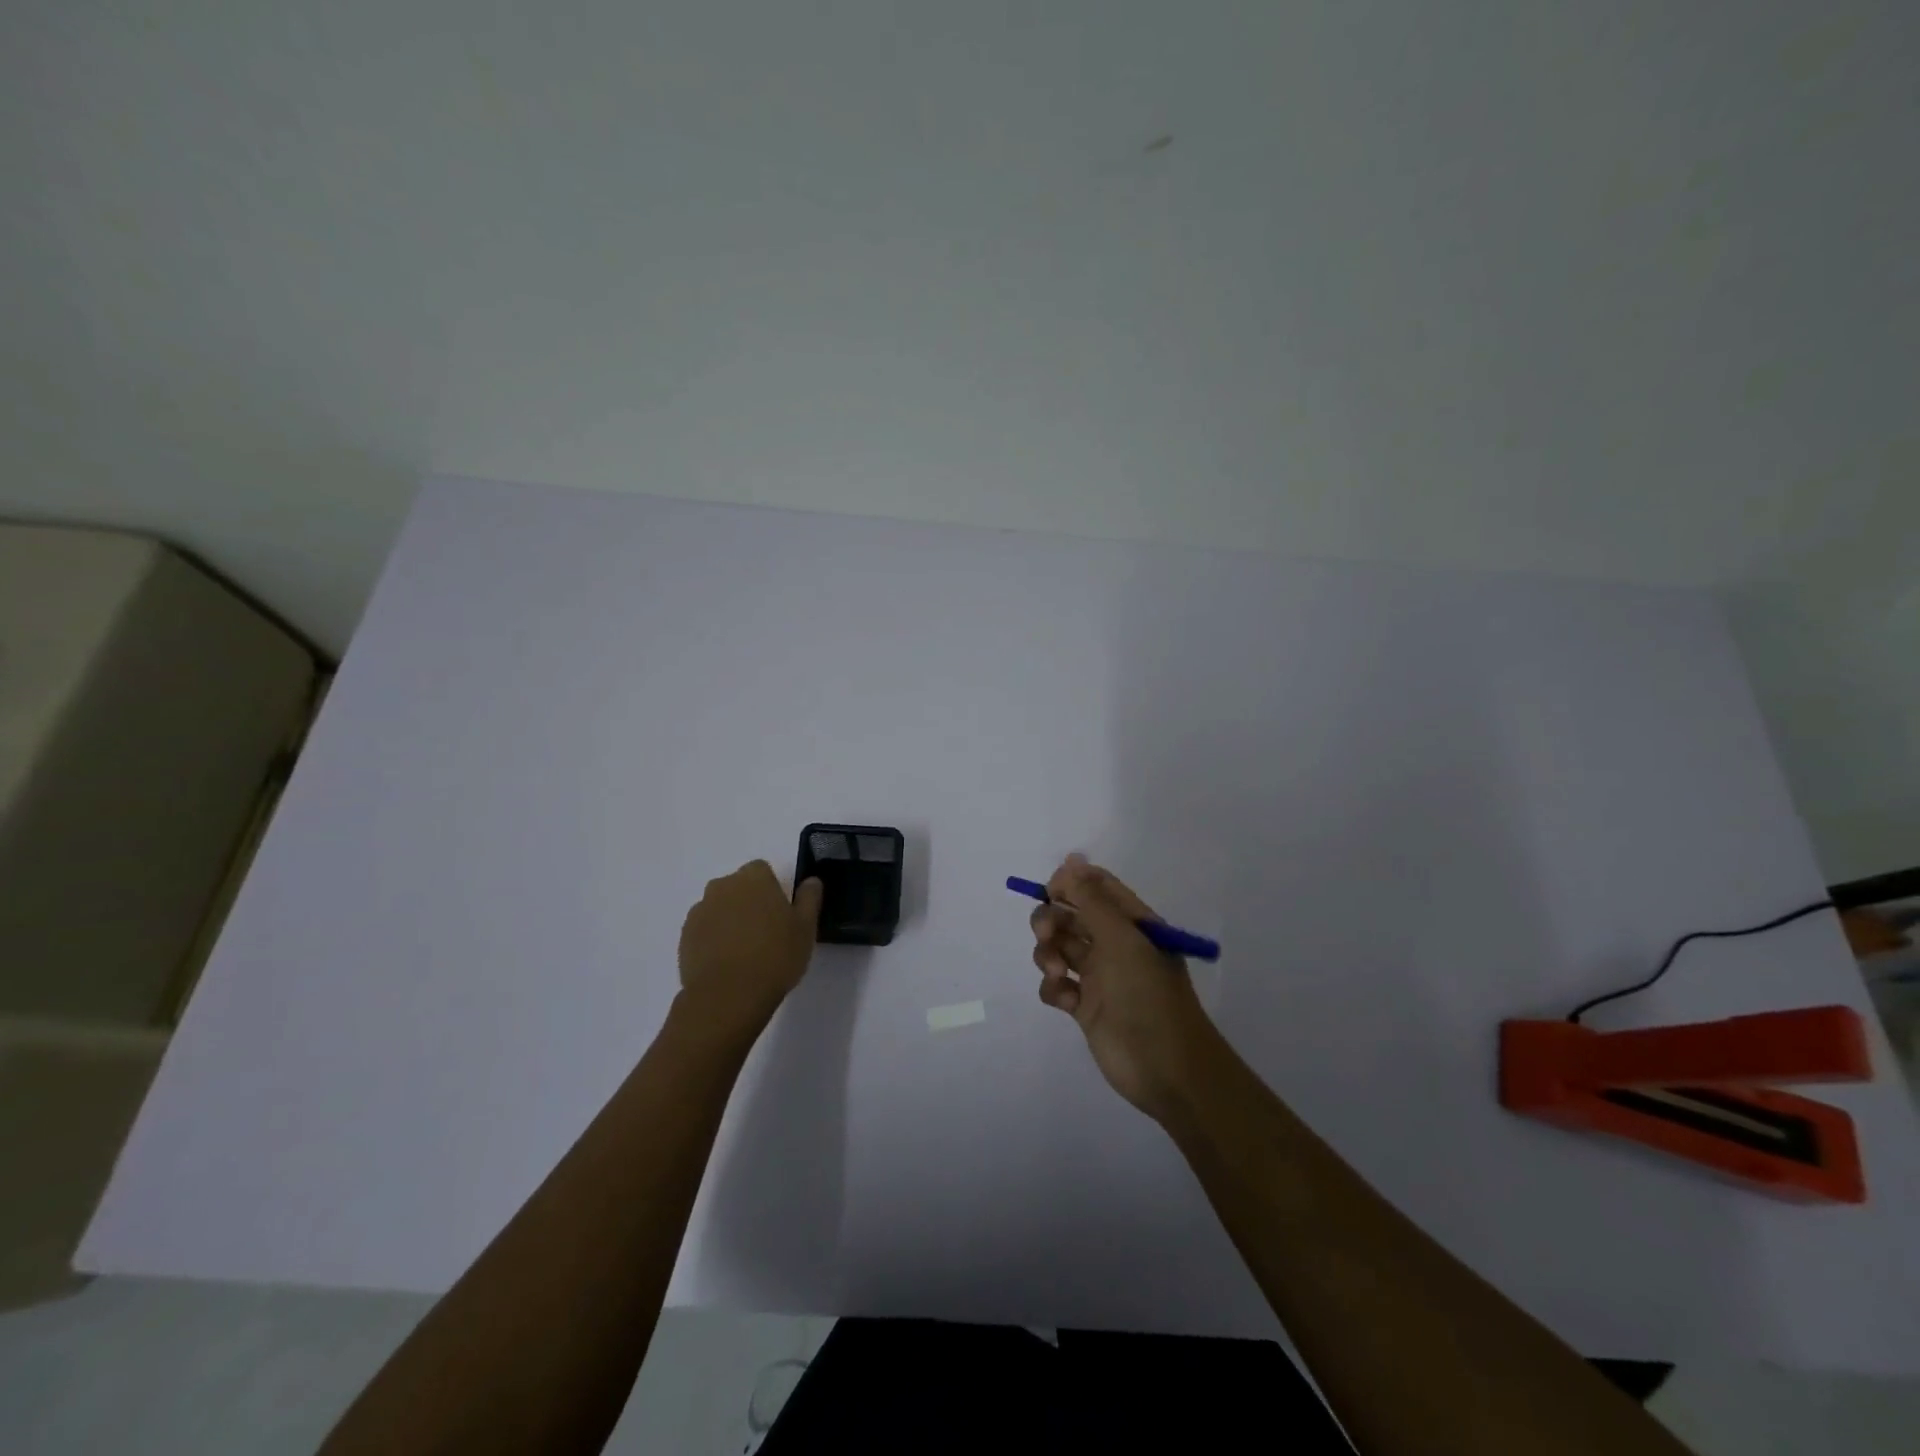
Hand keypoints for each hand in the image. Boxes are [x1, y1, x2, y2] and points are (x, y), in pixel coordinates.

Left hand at [677, 861, 822, 1037]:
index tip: (781, 913)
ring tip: (744, 951)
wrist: (727, 996)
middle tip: (766, 932)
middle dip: (749, 902)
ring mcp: (700, 911)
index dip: (772, 889)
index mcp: (753, 878)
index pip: (762, 870)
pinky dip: (714, 938)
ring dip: (730, 919)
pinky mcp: (685, 936)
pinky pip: (704, 929)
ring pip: (719, 907)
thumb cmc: (775, 956)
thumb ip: (809, 898)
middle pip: (738, 887)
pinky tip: (727, 962)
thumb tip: (811, 881)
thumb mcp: (806, 928)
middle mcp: (722, 886)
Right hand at [1030, 854, 1219, 1119]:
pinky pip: (1057, 984)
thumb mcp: (1121, 939)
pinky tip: (1064, 1000)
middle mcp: (1115, 944)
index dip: (1070, 882)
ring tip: (1055, 972)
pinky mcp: (1085, 1007)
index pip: (1097, 887)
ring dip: (1048, 953)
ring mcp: (1100, 976)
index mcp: (1132, 923)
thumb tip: (1071, 860)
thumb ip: (1091, 899)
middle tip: (1046, 934)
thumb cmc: (1147, 995)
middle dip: (1052, 919)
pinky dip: (1053, 987)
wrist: (1165, 1068)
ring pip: (1059, 948)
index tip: (1049, 891)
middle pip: (1071, 915)